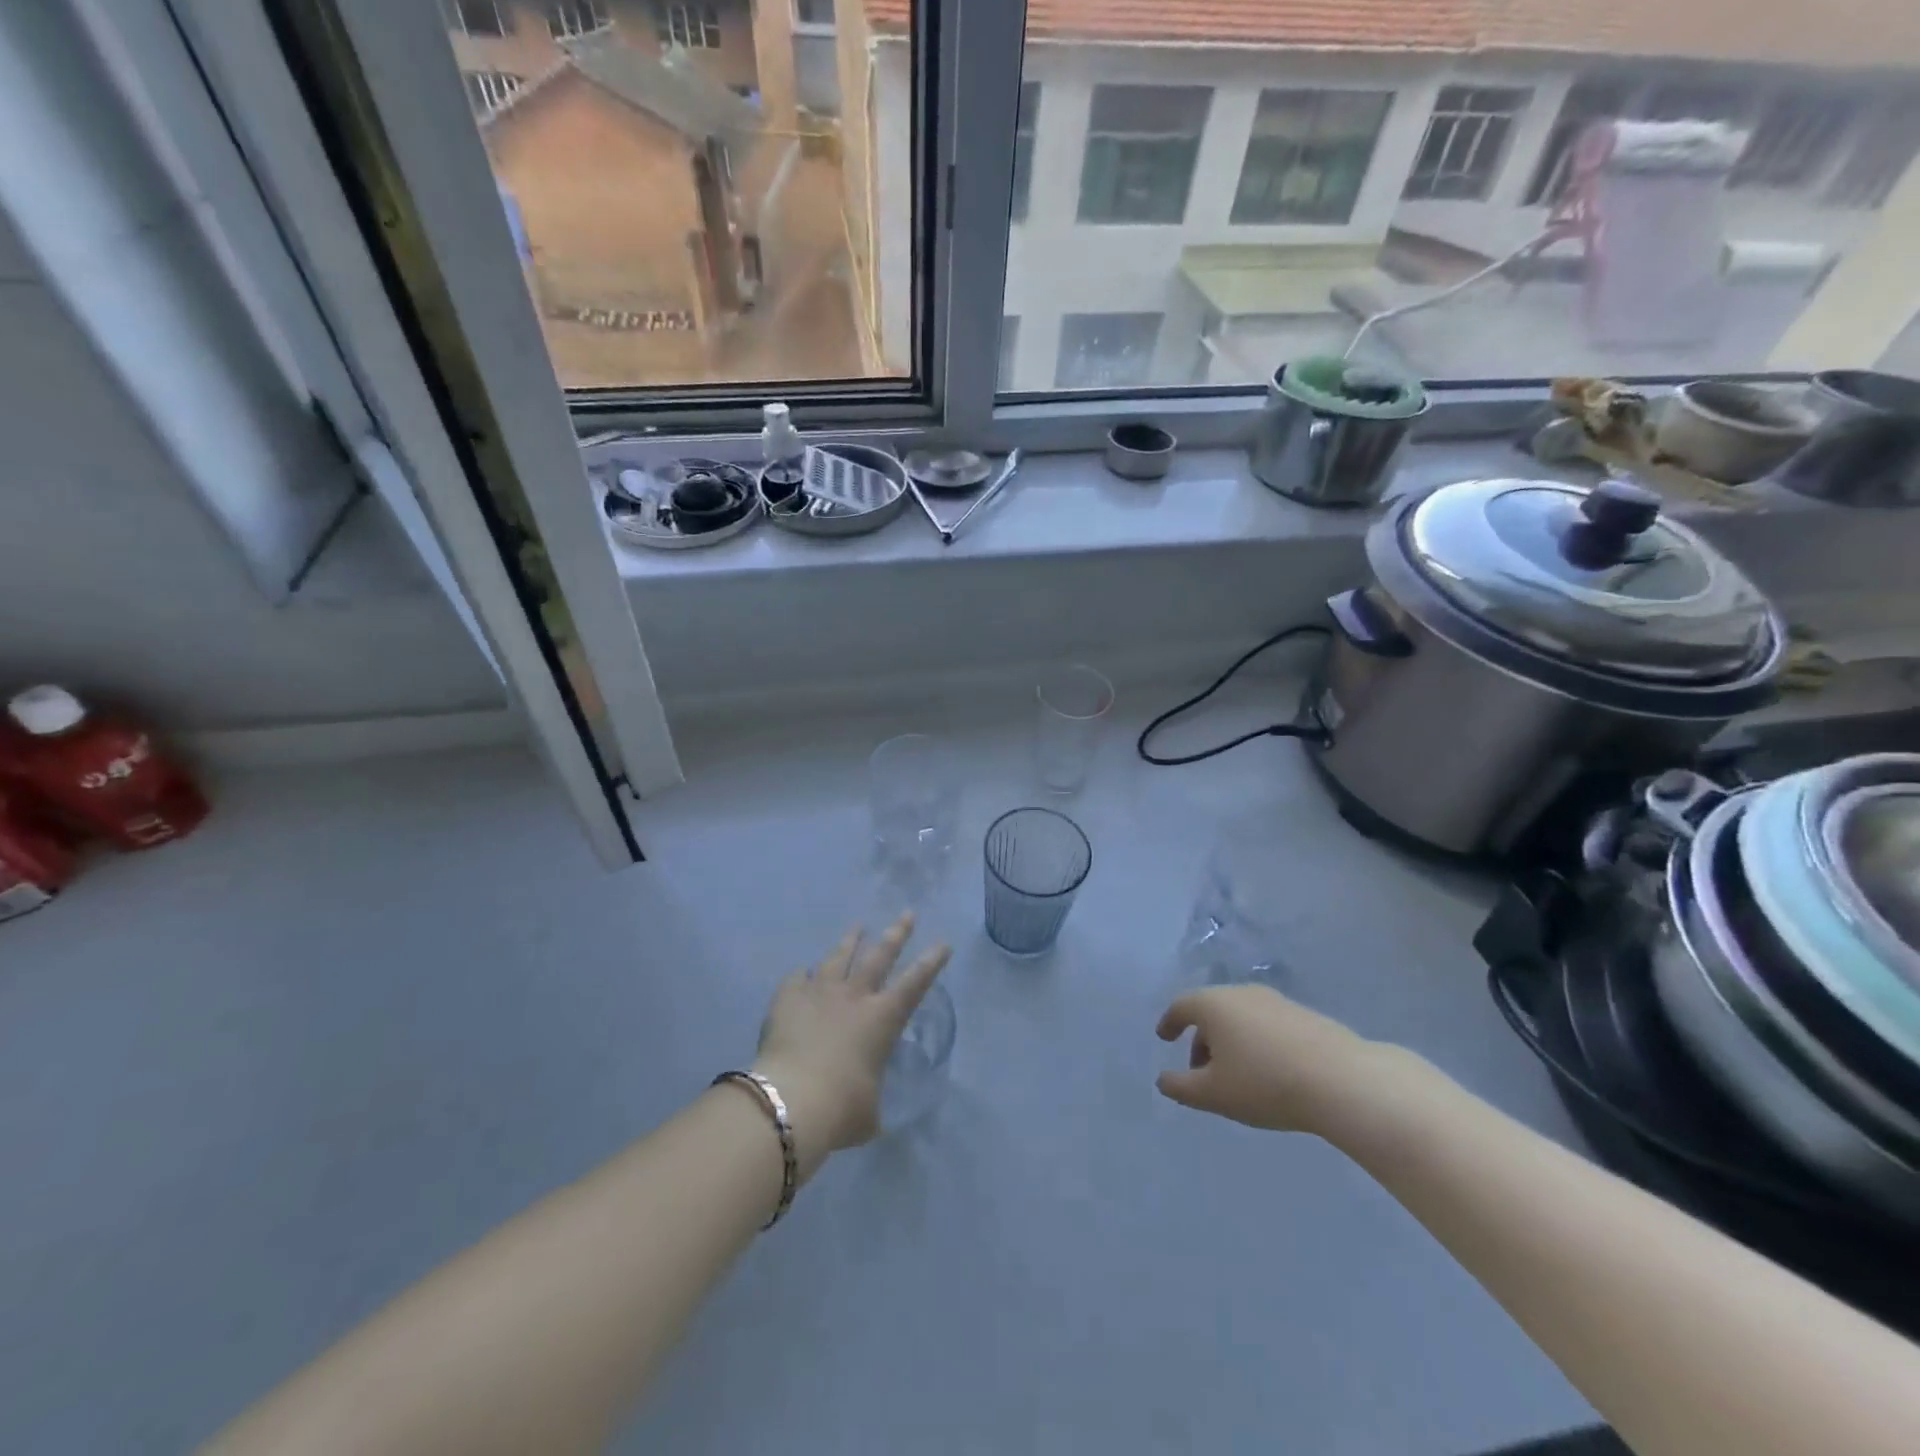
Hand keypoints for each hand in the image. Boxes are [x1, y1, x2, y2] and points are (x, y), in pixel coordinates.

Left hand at [752, 914, 949, 1178]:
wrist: (791, 1100)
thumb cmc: (842, 1109)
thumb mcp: (868, 1112)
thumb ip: (870, 1100)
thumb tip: (865, 1110)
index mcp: (882, 1019)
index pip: (915, 983)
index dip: (932, 962)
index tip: (943, 943)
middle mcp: (854, 996)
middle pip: (880, 955)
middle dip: (897, 933)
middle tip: (907, 914)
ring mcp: (820, 992)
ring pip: (838, 957)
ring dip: (850, 941)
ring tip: (857, 927)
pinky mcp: (788, 998)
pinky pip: (796, 979)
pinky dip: (802, 976)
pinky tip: (801, 974)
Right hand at [1155, 984, 1375, 1133]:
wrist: (1341, 1080)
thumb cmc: (1264, 1083)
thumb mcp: (1213, 1094)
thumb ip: (1181, 1087)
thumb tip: (1163, 1080)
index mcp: (1213, 1004)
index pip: (1181, 1006)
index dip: (1169, 1022)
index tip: (1165, 1037)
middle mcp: (1241, 993)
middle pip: (1212, 1011)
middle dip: (1201, 1038)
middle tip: (1201, 1071)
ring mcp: (1276, 1001)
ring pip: (1241, 1017)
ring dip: (1231, 1041)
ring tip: (1237, 1075)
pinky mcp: (1305, 1015)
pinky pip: (1267, 1024)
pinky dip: (1257, 1042)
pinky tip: (1269, 1071)